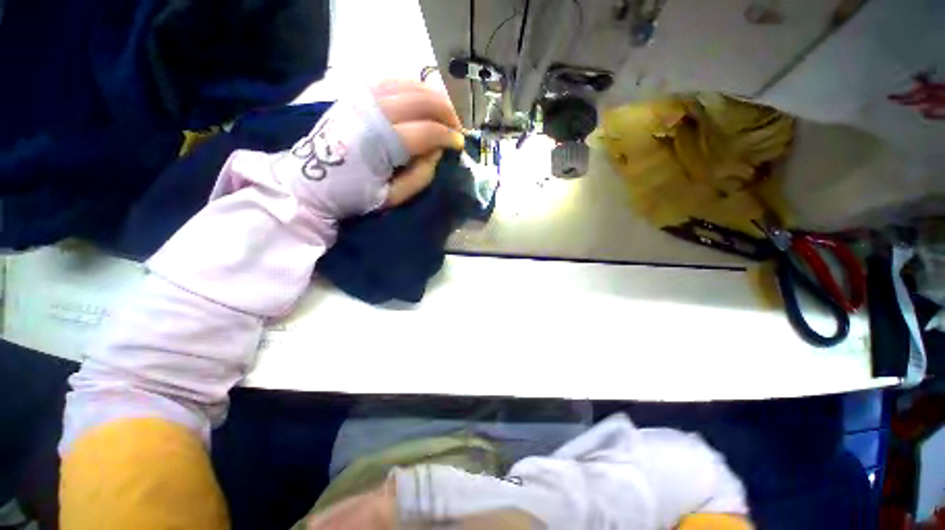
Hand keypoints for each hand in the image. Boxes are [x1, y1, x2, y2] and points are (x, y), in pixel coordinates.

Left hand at [282, 80, 464, 220]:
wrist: (310, 183)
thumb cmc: (353, 195)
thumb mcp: (391, 198)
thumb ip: (420, 177)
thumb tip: (437, 152)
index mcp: (381, 143)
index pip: (427, 131)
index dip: (448, 136)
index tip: (459, 145)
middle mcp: (372, 112)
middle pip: (421, 100)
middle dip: (446, 112)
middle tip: (457, 127)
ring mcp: (361, 98)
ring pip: (408, 84)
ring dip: (432, 96)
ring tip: (444, 113)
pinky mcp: (355, 95)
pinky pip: (391, 80)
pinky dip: (412, 87)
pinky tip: (421, 99)